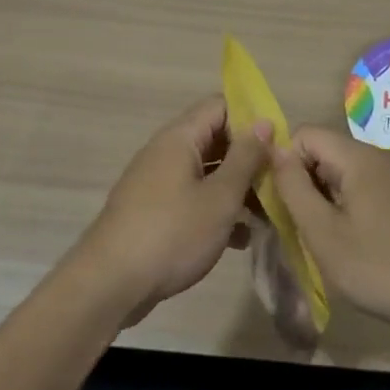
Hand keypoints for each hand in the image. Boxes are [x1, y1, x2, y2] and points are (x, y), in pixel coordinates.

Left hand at [70, 96, 270, 325]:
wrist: (110, 283)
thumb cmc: (172, 233)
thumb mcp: (220, 197)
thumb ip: (246, 158)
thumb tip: (263, 122)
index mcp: (180, 138)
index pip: (221, 106)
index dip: (252, 119)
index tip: (279, 145)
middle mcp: (165, 152)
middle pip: (215, 139)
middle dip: (249, 159)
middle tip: (279, 184)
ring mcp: (157, 182)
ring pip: (206, 173)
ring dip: (236, 189)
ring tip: (267, 217)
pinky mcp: (153, 212)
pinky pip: (192, 198)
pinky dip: (216, 210)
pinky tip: (240, 239)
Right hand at [272, 126, 389, 337]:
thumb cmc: (381, 268)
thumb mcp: (323, 233)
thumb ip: (294, 187)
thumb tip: (275, 149)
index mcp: (360, 157)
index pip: (306, 134)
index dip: (286, 163)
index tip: (286, 204)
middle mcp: (382, 156)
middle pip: (327, 152)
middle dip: (306, 183)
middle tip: (304, 228)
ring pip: (347, 173)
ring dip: (328, 199)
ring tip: (330, 241)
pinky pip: (368, 188)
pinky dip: (352, 207)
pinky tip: (358, 244)